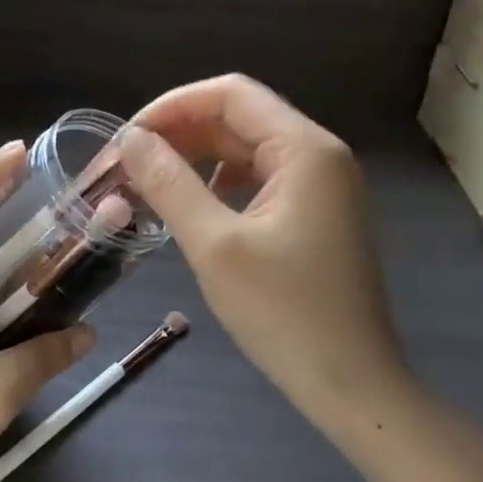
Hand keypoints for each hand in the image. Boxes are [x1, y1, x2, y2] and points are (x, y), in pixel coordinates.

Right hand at [118, 75, 405, 427]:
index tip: (128, 139)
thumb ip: (169, 184)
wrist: (354, 387)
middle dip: (181, 132)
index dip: (173, 106)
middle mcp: (319, 153)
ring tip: (152, 182)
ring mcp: (322, 183)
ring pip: (247, 146)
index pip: (230, 94)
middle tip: (130, 164)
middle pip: (240, 116)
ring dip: (198, 156)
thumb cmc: (285, 316)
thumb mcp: (215, 246)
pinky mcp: (317, 211)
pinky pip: (260, 176)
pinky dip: (220, 181)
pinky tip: (194, 205)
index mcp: (305, 149)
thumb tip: (131, 139)